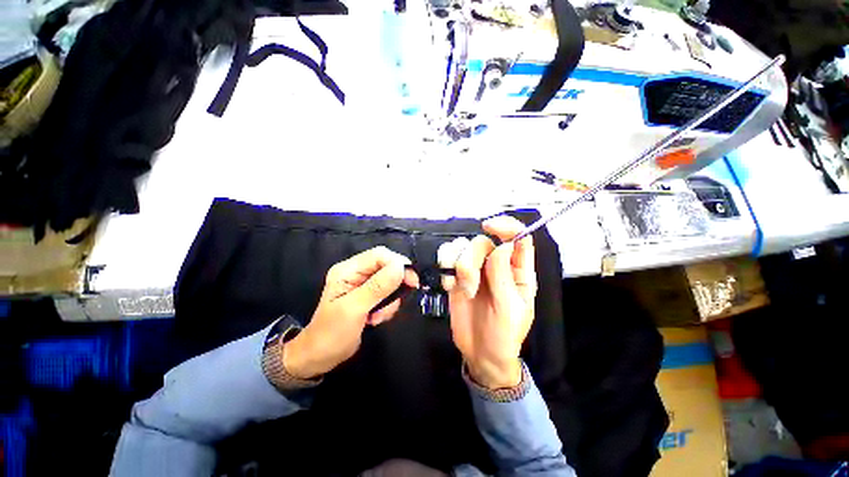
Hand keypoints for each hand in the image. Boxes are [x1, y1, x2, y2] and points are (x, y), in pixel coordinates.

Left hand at [284, 246, 419, 378]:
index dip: (398, 263)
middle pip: (387, 266)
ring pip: (390, 281)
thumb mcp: (354, 309)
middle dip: (396, 283)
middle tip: (403, 297)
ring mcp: (363, 285)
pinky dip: (387, 306)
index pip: (379, 255)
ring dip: (391, 299)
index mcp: (348, 270)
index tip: (412, 280)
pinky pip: (388, 294)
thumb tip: (400, 267)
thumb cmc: (332, 333)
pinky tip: (376, 319)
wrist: (321, 357)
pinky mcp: (369, 296)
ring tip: (378, 315)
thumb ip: (378, 287)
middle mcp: (356, 273)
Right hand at [438, 216, 536, 388]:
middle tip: (470, 286)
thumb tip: (503, 245)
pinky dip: (446, 269)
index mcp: (517, 271)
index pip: (517, 237)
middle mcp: (496, 265)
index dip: (506, 225)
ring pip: (462, 247)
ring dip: (457, 264)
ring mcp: (475, 270)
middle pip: (482, 241)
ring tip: (462, 289)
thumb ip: (504, 276)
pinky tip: (449, 286)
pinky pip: (447, 259)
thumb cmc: (503, 335)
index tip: (488, 226)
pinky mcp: (457, 277)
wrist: (481, 354)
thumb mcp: (509, 309)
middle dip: (472, 259)